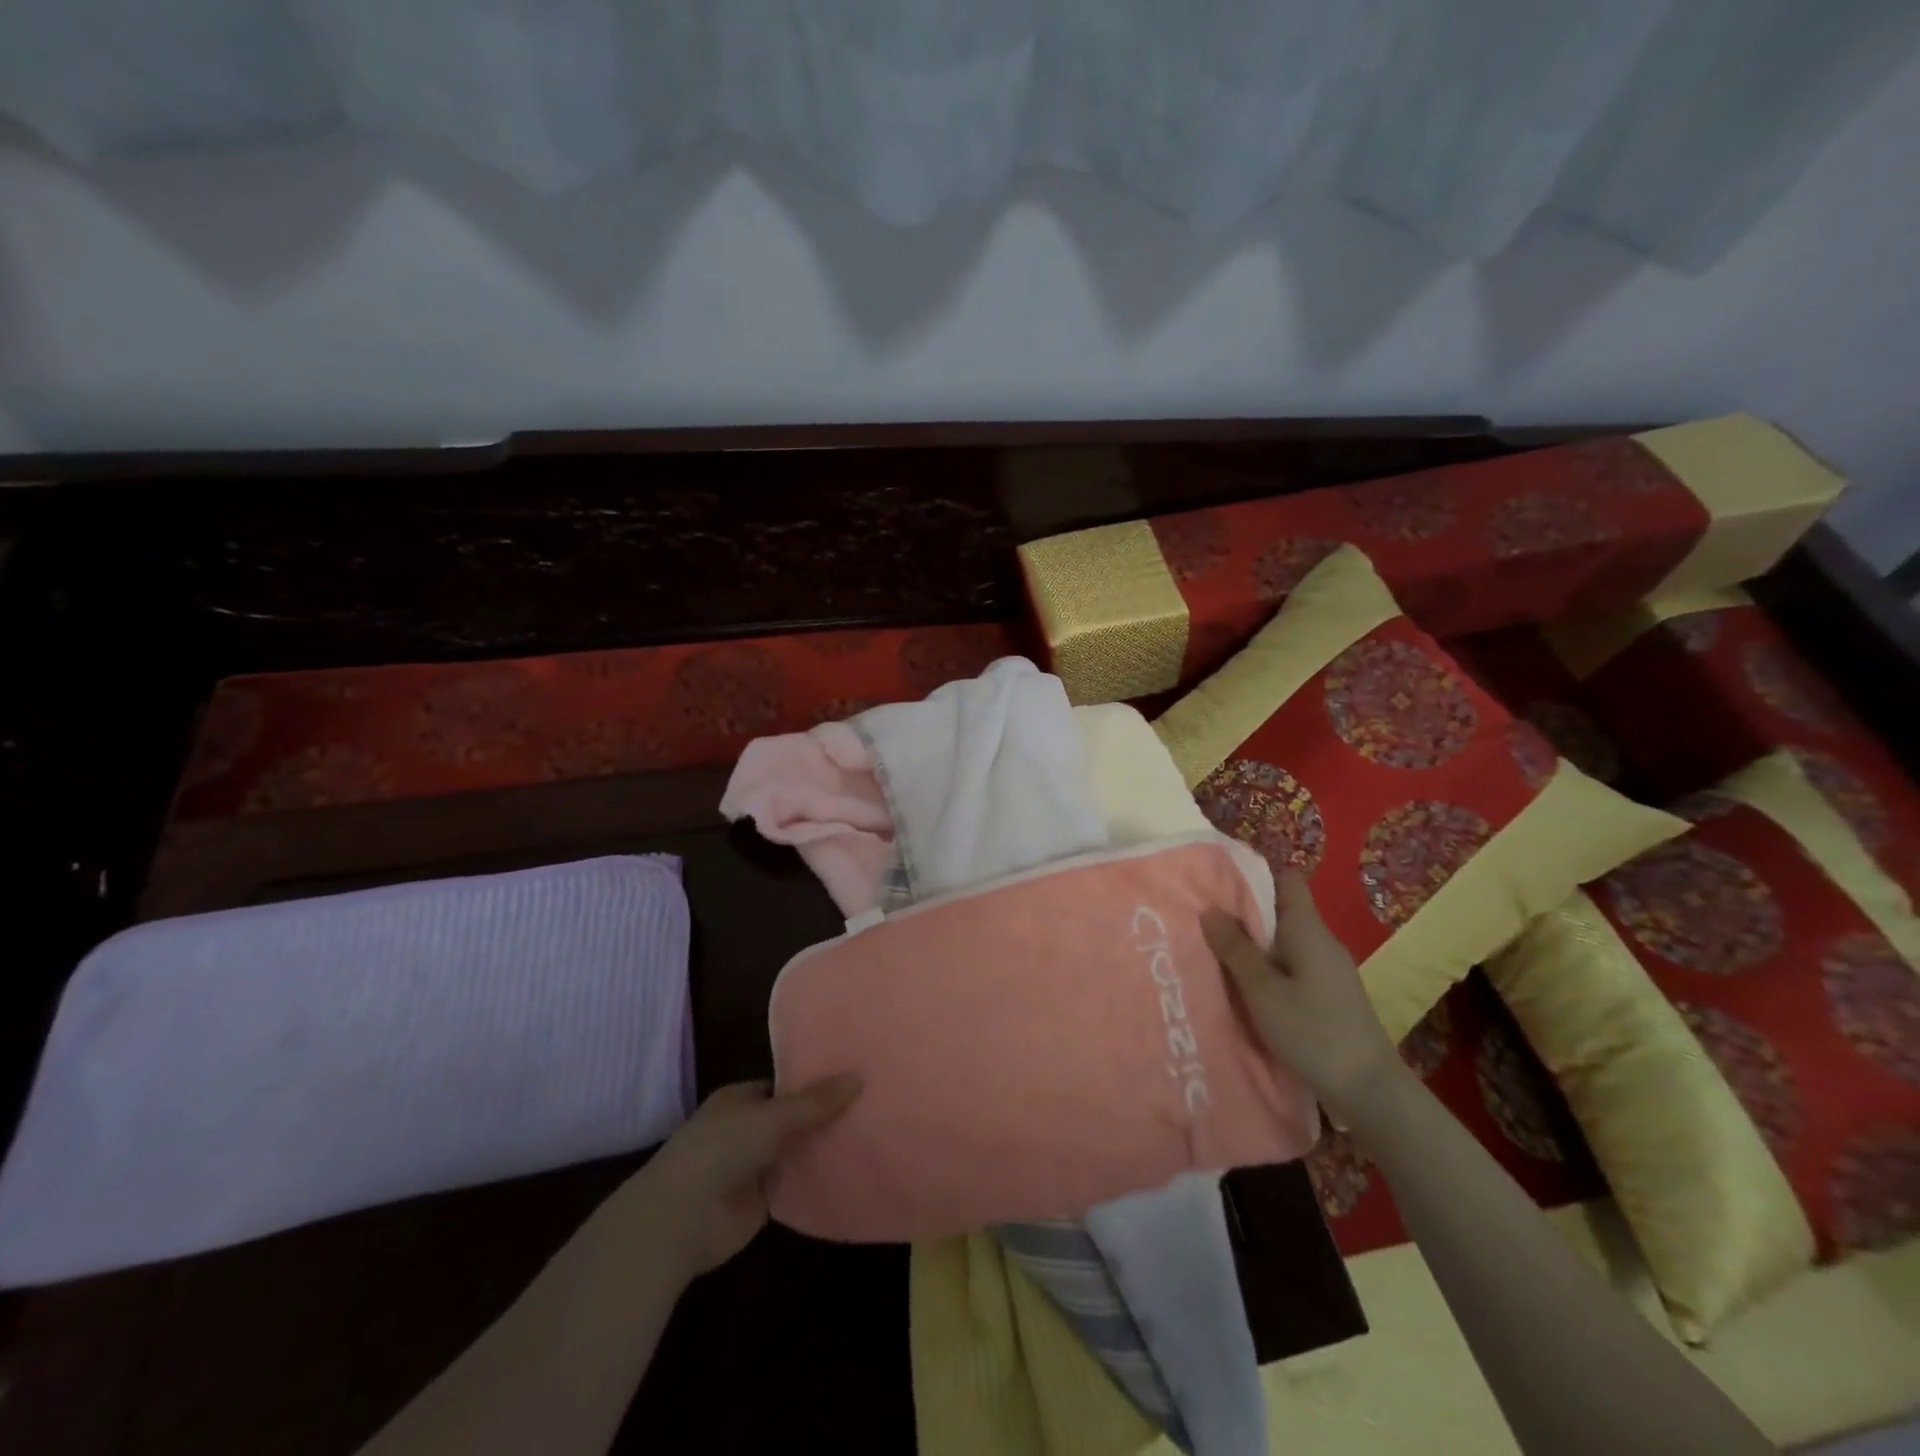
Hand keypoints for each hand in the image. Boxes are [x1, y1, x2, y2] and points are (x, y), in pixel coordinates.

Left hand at [633, 1076, 861, 1280]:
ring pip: (796, 1152)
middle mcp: (745, 1129)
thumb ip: (815, 1103)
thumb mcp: (773, 1116)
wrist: (682, 1219)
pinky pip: (796, 1186)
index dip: (814, 1082)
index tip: (852, 1076)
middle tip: (872, 1104)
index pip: (783, 1085)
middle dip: (823, 1116)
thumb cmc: (721, 1148)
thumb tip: (859, 1077)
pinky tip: (853, 1172)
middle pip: (793, 1119)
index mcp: (740, 1099)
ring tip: (872, 1134)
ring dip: (823, 1149)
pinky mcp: (760, 1203)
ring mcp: (753, 1167)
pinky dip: (817, 1181)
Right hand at [1204, 870, 1407, 1125]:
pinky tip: (1246, 990)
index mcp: (1307, 929)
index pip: (1287, 879)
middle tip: (1204, 923)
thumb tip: (1210, 910)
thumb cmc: (1313, 1031)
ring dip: (1254, 947)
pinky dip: (1269, 971)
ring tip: (1216, 956)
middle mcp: (1321, 942)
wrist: (1370, 1090)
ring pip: (1285, 943)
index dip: (1255, 875)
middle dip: (1245, 915)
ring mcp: (1329, 970)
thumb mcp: (1262, 990)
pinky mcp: (1330, 996)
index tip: (1220, 884)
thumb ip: (1236, 949)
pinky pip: (1293, 968)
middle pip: (1281, 911)